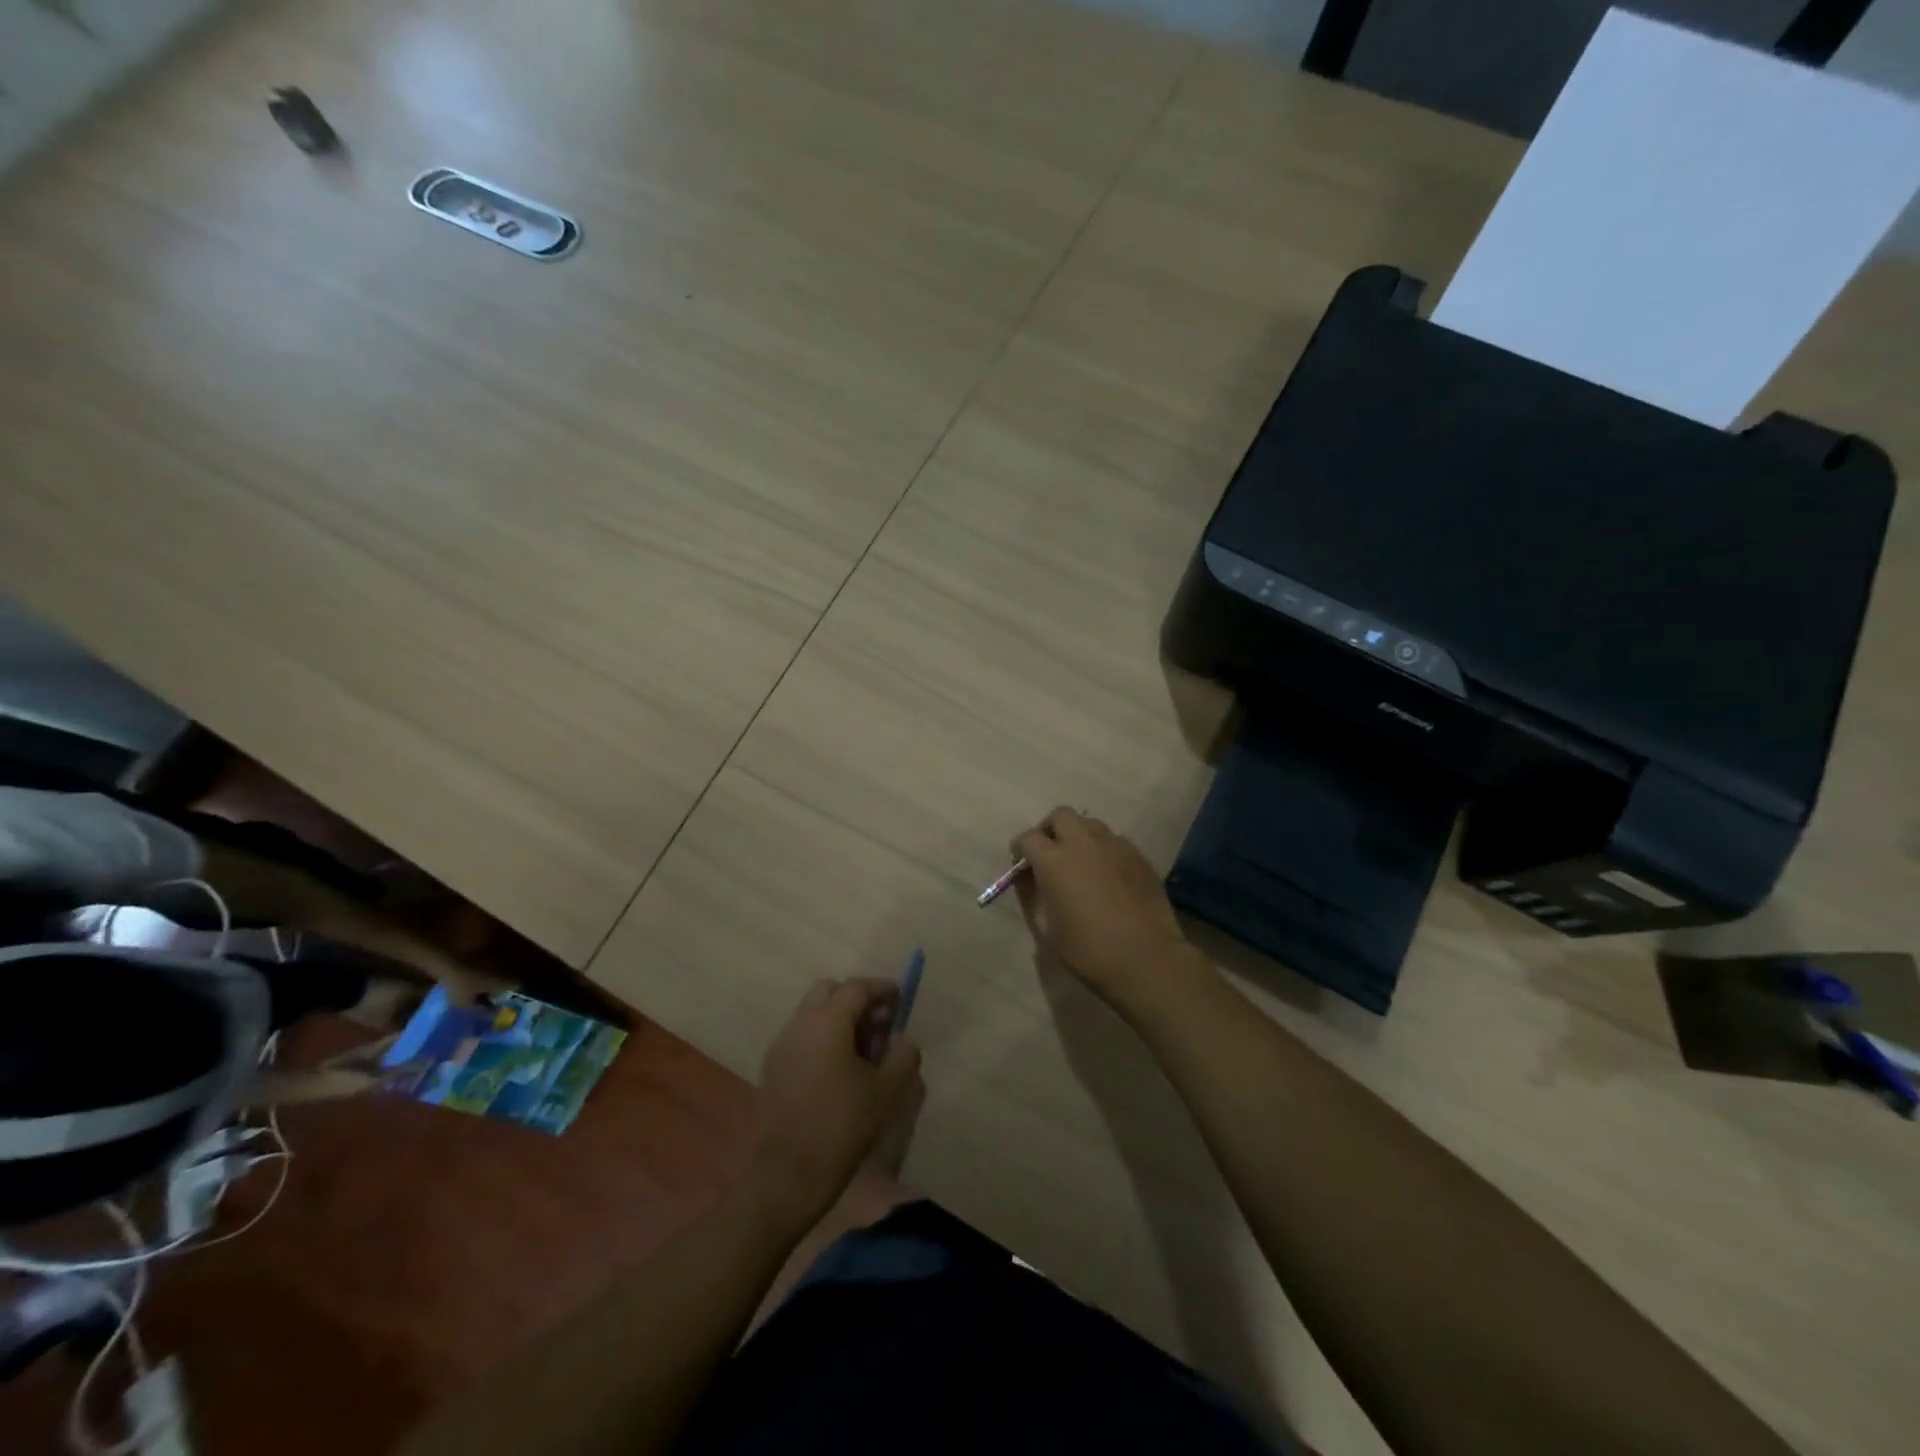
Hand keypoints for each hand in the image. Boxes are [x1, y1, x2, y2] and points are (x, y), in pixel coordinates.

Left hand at [747, 978, 922, 1227]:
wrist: (787, 1175)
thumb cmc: (842, 1126)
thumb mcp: (886, 1090)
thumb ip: (902, 1055)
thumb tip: (902, 1038)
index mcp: (827, 1021)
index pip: (856, 987)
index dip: (881, 988)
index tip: (899, 998)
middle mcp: (800, 1024)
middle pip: (829, 991)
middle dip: (856, 999)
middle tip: (880, 1023)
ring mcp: (781, 1045)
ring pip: (812, 1013)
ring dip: (838, 1019)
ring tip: (863, 1050)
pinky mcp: (772, 1067)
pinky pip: (801, 1035)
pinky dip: (822, 1037)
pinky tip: (839, 1068)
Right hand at [1012, 808, 1207, 1005]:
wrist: (1146, 958)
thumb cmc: (1088, 949)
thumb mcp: (1046, 929)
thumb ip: (1031, 896)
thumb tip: (1027, 878)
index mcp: (1054, 860)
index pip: (1029, 837)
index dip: (1021, 849)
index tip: (1022, 864)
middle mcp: (1083, 842)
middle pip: (1061, 816)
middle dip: (1051, 830)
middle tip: (1051, 854)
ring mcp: (1114, 845)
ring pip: (1090, 824)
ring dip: (1079, 836)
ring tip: (1081, 862)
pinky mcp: (1138, 855)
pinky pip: (1114, 840)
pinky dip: (1103, 849)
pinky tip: (1107, 874)